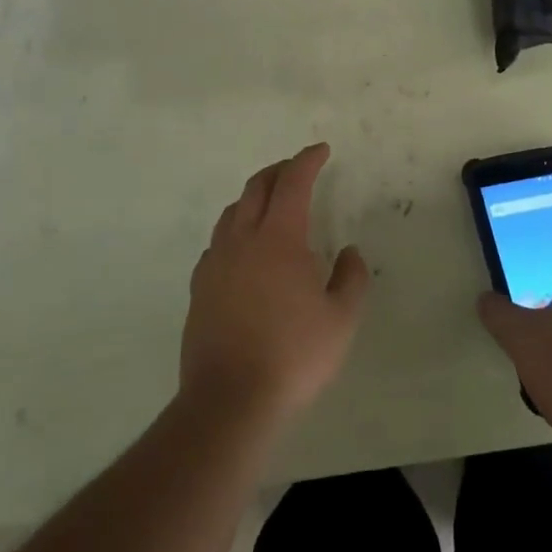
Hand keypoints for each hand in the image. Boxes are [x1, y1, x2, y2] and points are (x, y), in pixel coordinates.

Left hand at [180, 143, 369, 428]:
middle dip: (279, 171)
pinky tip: (243, 250)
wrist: (229, 400)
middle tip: (297, 169)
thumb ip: (352, 278)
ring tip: (270, 204)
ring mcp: (216, 262)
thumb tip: (349, 252)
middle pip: (257, 187)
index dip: (307, 160)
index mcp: (279, 238)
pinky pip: (217, 242)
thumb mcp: (341, 319)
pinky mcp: (199, 288)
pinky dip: (235, 230)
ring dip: (254, 197)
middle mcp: (243, 239)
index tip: (320, 150)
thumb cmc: (293, 355)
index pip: (293, 182)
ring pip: (232, 212)